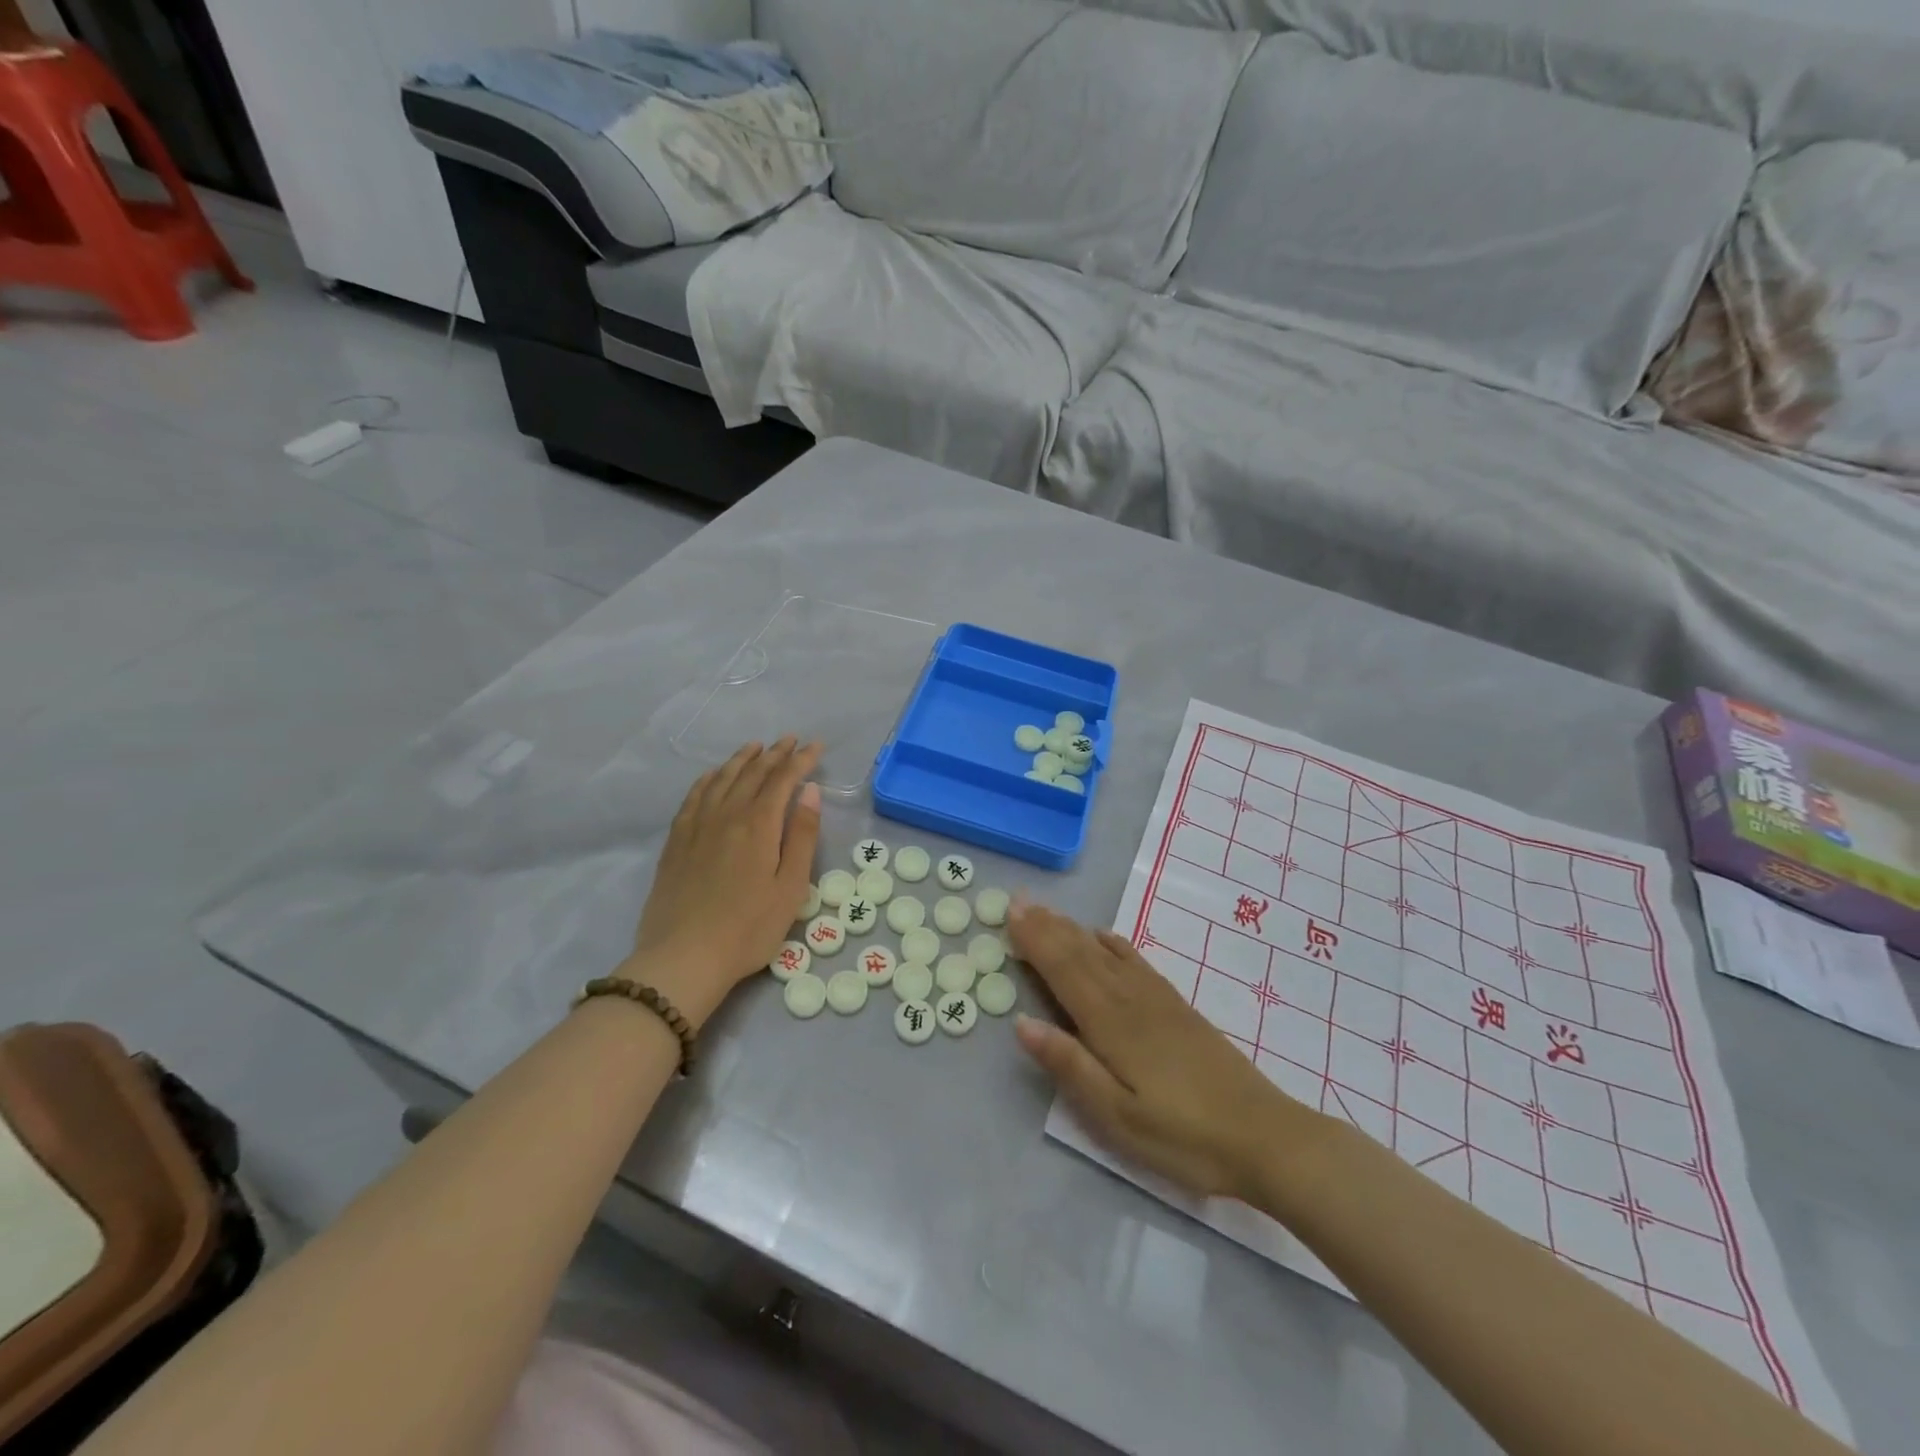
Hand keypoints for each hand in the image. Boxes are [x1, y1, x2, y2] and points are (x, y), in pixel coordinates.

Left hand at [625, 738, 821, 1026]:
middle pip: (752, 773)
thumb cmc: (749, 928)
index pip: (782, 779)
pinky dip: (708, 778)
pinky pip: (693, 796)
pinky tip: (713, 775)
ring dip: (742, 759)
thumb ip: (801, 835)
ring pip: (721, 779)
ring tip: (756, 747)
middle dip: (775, 754)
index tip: (816, 747)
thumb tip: (810, 791)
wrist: (683, 958)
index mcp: (758, 825)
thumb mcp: (790, 887)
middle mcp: (726, 815)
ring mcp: (696, 826)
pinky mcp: (676, 841)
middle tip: (791, 740)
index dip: (801, 760)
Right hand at [1009, 900, 1322, 1201]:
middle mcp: (1130, 1000)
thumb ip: (1070, 1066)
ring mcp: (1157, 1000)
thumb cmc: (1183, 1135)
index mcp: (1110, 1024)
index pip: (1063, 970)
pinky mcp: (1177, 1007)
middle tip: (1019, 899)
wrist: (1264, 1136)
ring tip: (1048, 911)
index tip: (1010, 912)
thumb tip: (1021, 1023)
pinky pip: (1136, 961)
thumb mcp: (1118, 1115)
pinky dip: (1113, 944)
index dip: (1035, 941)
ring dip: (1073, 929)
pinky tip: (1104, 936)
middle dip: (1047, 926)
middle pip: (1081, 954)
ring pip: (1105, 953)